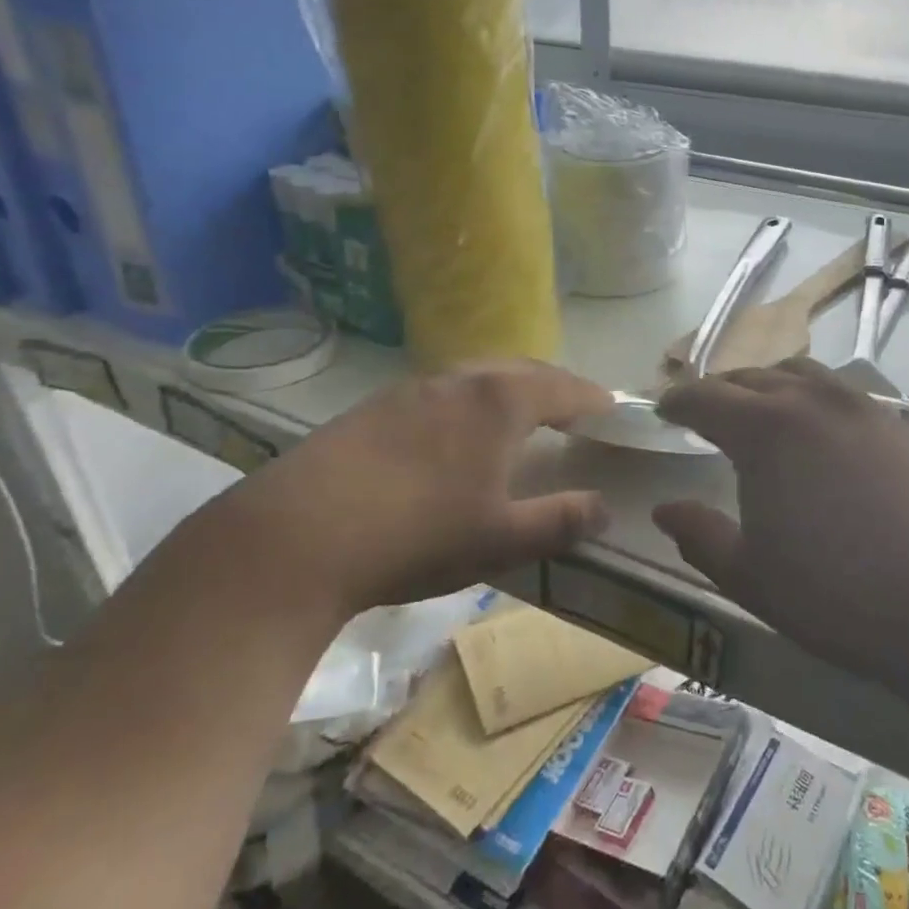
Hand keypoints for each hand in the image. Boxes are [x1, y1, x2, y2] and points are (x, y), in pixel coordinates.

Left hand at [197, 360, 612, 617]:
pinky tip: (452, 433)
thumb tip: (604, 508)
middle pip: (521, 370)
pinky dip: (467, 401)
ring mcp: (410, 389)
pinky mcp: (372, 408)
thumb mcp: (501, 539)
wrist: (296, 535)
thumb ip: (560, 520)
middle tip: (572, 407)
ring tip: (518, 415)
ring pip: (476, 375)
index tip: (612, 407)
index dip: (592, 399)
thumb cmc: (418, 534)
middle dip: (553, 385)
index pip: (563, 388)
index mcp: (500, 402)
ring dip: (507, 388)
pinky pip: (439, 391)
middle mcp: (458, 380)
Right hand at [652, 359, 908, 682]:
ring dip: (771, 386)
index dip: (678, 400)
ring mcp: (862, 406)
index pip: (705, 396)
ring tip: (764, 412)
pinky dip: (816, 399)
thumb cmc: (835, 593)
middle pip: (752, 377)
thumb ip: (699, 536)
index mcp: (763, 428)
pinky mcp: (901, 422)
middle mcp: (810, 399)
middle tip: (707, 412)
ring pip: (803, 373)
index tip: (664, 410)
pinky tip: (824, 432)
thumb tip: (664, 509)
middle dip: (722, 391)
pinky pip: (844, 393)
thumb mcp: (749, 575)